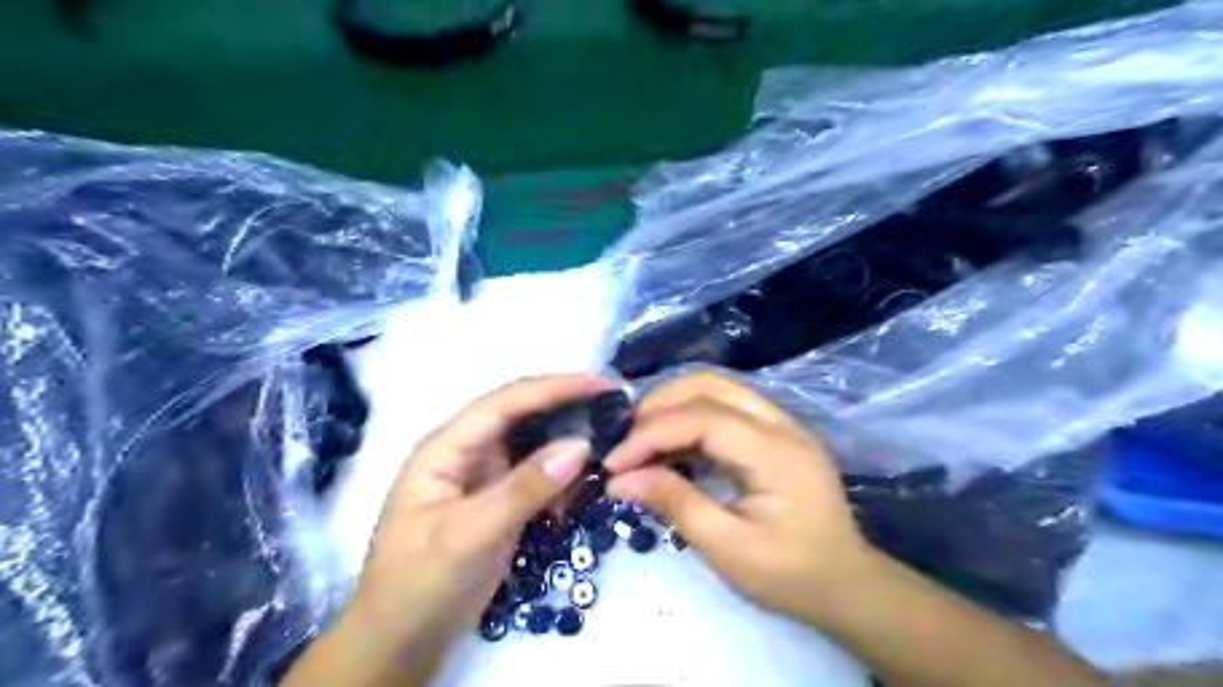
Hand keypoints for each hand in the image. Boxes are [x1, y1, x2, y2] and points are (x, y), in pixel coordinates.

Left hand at [322, 377, 602, 680]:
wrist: (402, 640)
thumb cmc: (420, 582)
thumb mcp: (470, 534)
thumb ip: (524, 487)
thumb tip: (581, 444)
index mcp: (448, 446)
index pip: (506, 402)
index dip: (555, 387)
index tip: (602, 384)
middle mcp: (468, 451)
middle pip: (524, 415)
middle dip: (568, 408)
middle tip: (617, 408)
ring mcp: (485, 476)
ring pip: (535, 444)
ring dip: (568, 444)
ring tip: (608, 445)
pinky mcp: (500, 500)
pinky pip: (539, 475)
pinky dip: (562, 478)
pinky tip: (579, 490)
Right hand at [601, 372, 868, 619]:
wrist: (846, 584)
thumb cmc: (790, 574)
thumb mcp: (728, 550)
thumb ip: (675, 504)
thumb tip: (620, 479)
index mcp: (775, 452)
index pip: (701, 418)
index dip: (650, 434)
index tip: (613, 463)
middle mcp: (780, 422)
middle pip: (709, 383)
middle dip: (658, 405)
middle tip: (623, 443)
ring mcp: (780, 421)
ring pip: (716, 386)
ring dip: (672, 404)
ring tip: (639, 439)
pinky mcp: (774, 430)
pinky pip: (724, 404)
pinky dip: (688, 415)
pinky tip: (669, 444)